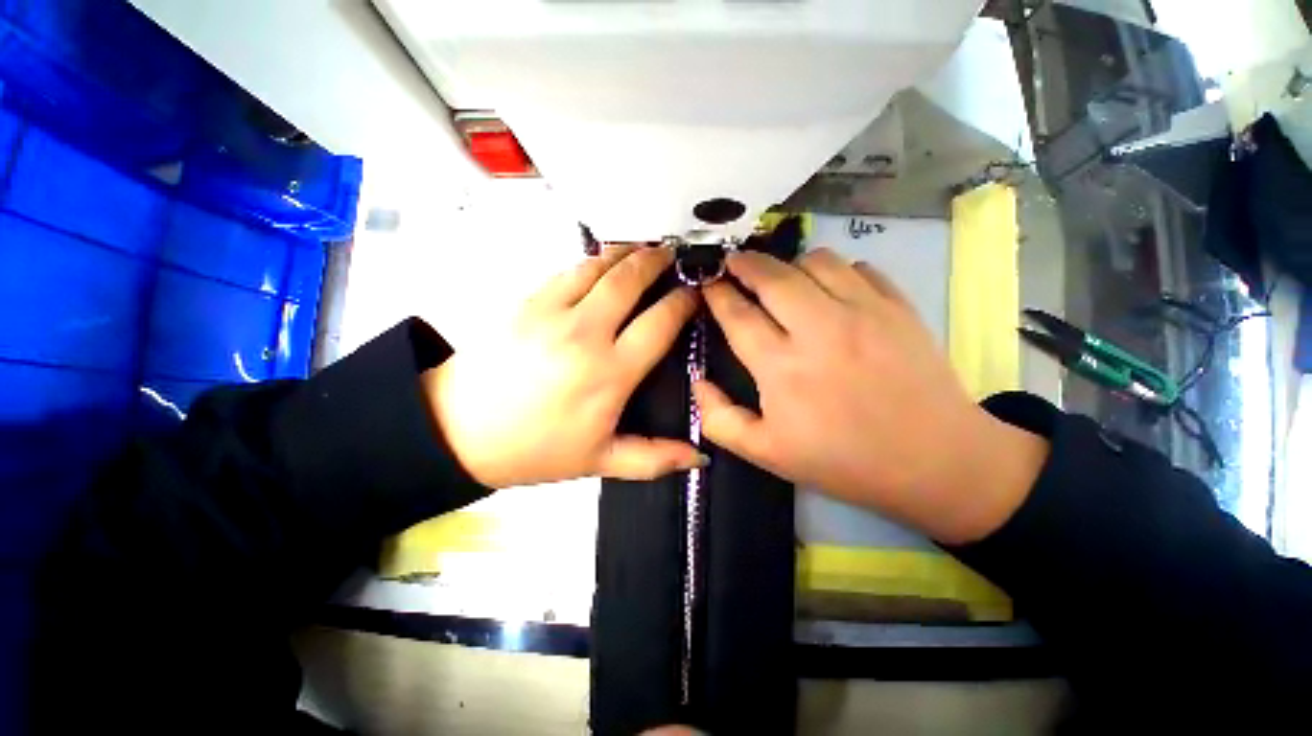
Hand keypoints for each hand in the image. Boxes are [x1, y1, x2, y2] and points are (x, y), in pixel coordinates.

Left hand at [423, 246, 703, 488]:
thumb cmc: (536, 449)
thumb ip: (654, 458)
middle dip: (658, 262)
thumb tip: (700, 458)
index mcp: (610, 373)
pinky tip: (602, 262)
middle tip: (674, 256)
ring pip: (599, 265)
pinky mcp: (526, 301)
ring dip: (627, 253)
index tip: (694, 295)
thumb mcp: (600, 461)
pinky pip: (568, 270)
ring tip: (644, 249)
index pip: (659, 323)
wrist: (459, 431)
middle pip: (630, 280)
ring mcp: (552, 311)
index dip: (682, 303)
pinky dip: (592, 260)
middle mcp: (585, 333)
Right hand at [694, 249, 1047, 543]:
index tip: (705, 281)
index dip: (716, 293)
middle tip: (732, 264)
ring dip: (788, 266)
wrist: (936, 462)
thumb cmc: (843, 461)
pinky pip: (857, 267)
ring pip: (814, 261)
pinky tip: (829, 291)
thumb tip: (698, 380)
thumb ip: (719, 419)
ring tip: (781, 281)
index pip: (737, 314)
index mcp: (782, 367)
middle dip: (744, 263)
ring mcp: (863, 311)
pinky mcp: (898, 306)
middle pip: (771, 275)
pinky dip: (834, 271)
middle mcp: (819, 328)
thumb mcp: (766, 454)